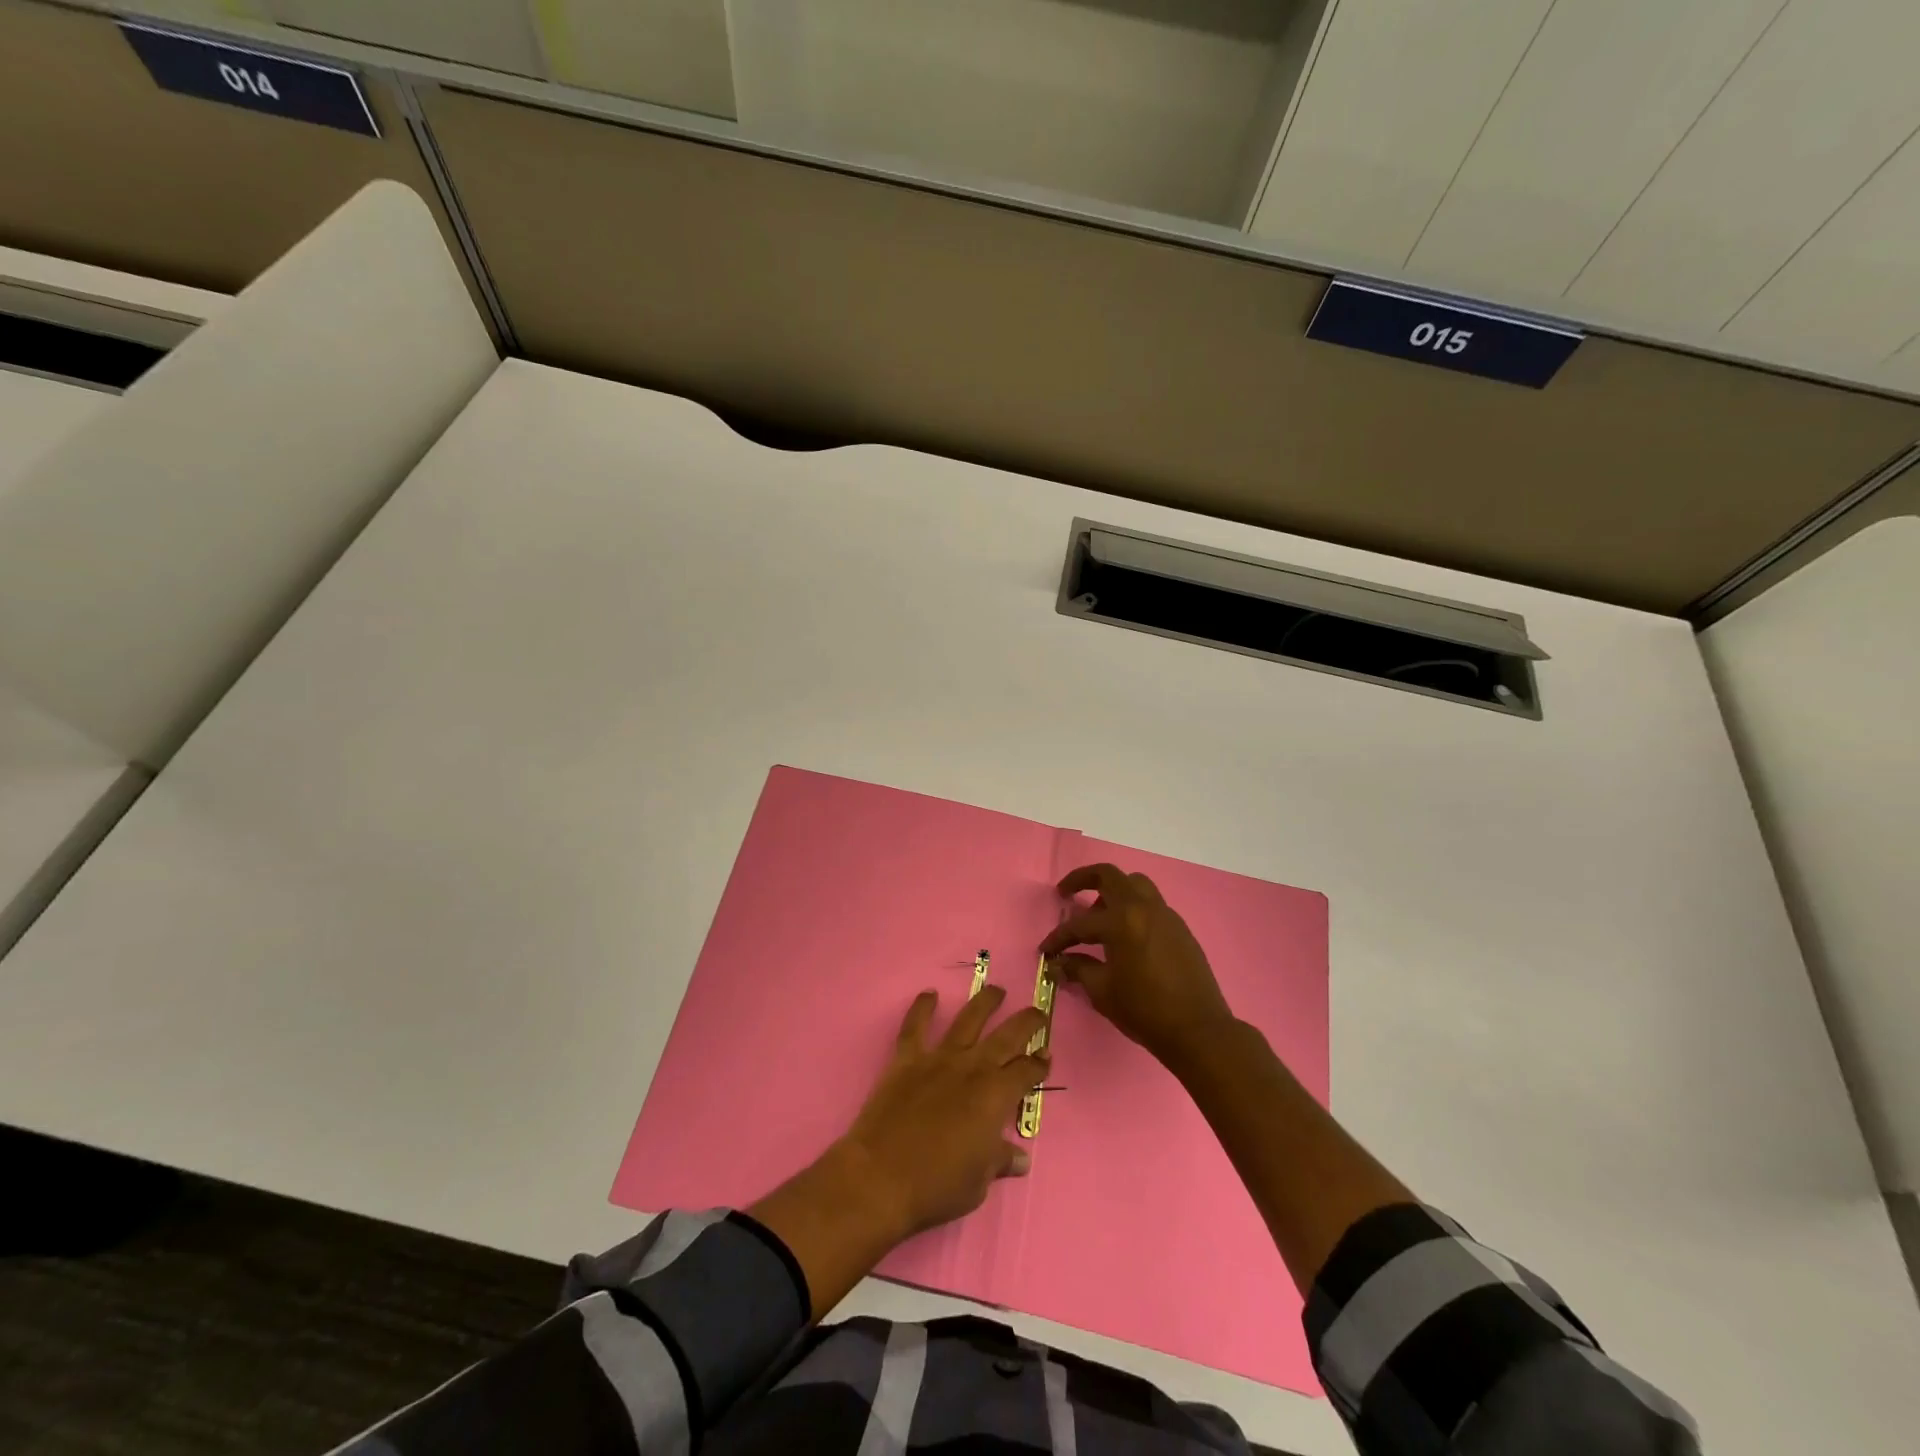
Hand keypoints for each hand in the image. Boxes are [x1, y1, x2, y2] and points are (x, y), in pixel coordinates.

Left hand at [841, 985, 1049, 1241]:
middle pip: (1007, 1035)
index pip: (1026, 1071)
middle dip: (1027, 1022)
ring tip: (996, 990)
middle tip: (1037, 1012)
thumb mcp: (979, 1182)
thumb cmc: (937, 1186)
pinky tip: (929, 994)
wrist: (881, 1178)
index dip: (1039, 1063)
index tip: (1046, 1055)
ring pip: (968, 1020)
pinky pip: (915, 1026)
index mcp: (995, 1096)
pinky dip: (921, 1007)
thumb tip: (1021, 1158)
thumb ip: (1000, 1161)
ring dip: (984, 1002)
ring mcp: (938, 1058)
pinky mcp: (907, 1059)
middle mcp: (972, 1068)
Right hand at [1039, 863, 1234, 1069]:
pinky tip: (1126, 936)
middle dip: (1083, 879)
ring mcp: (1166, 915)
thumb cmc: (1145, 1010)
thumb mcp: (1102, 991)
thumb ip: (1078, 969)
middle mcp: (1144, 908)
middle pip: (1110, 875)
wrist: (1198, 1030)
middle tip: (1066, 893)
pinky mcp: (1180, 928)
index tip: (1046, 950)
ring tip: (1099, 916)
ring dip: (1113, 892)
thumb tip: (1059, 963)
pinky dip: (1133, 910)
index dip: (1058, 937)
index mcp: (1122, 921)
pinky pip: (1151, 905)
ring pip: (1135, 885)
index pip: (1080, 924)